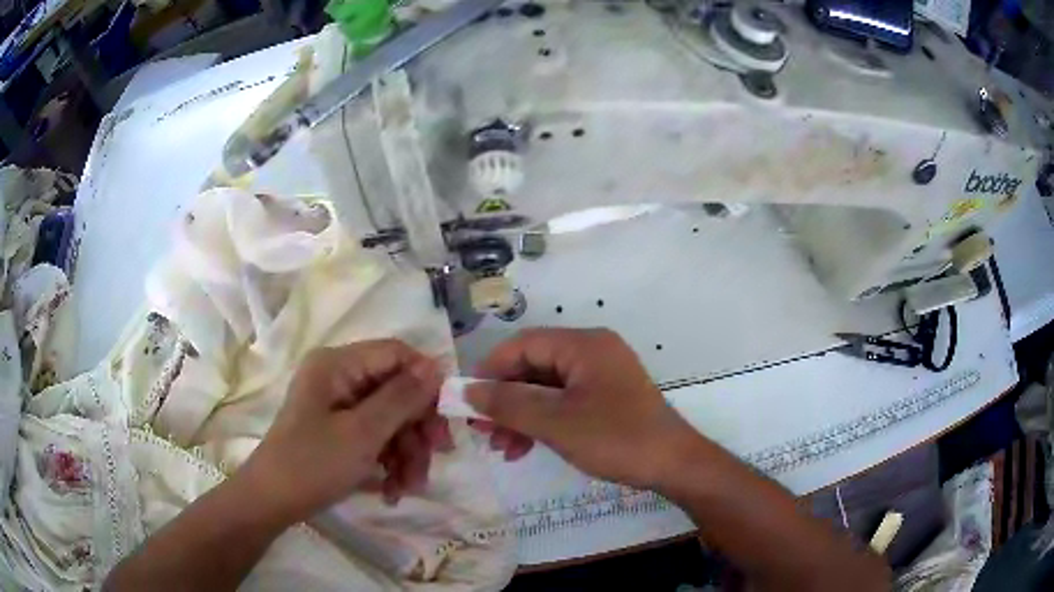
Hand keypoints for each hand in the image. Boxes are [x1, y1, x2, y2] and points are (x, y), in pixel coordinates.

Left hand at [238, 340, 449, 523]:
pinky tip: (391, 490)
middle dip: (417, 430)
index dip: (426, 382)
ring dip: (406, 454)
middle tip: (436, 459)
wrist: (273, 502)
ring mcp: (339, 405)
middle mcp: (339, 377)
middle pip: (397, 390)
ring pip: (391, 419)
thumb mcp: (362, 433)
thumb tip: (438, 365)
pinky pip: (376, 436)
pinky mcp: (340, 429)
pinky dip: (389, 462)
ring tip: (407, 488)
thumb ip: (402, 398)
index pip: (396, 354)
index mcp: (338, 365)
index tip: (446, 419)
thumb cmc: (313, 464)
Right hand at [466, 328, 701, 488]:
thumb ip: (508, 404)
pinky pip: (563, 402)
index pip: (522, 345)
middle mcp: (592, 352)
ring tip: (502, 448)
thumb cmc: (616, 438)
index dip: (490, 371)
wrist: (674, 465)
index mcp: (583, 345)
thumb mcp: (556, 423)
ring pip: (545, 388)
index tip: (467, 402)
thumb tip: (465, 391)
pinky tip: (525, 448)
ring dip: (520, 415)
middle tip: (481, 431)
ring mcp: (600, 376)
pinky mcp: (606, 398)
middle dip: (504, 400)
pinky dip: (542, 422)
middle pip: (533, 367)